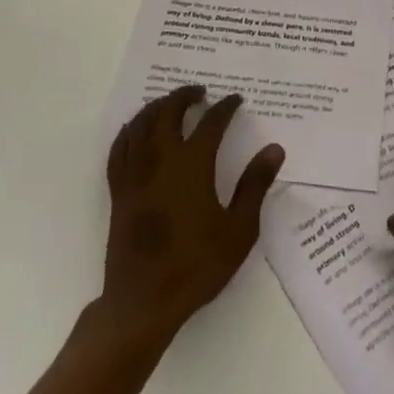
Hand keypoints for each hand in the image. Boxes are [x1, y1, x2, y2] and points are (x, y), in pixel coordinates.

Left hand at [99, 86, 284, 346]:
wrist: (144, 301)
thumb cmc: (197, 265)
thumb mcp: (239, 229)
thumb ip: (255, 185)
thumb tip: (274, 149)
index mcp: (192, 165)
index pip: (211, 122)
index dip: (225, 107)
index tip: (236, 100)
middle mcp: (160, 160)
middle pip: (168, 112)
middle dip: (184, 96)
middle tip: (200, 91)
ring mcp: (135, 174)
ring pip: (140, 124)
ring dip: (157, 107)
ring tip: (170, 103)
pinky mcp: (119, 190)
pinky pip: (119, 148)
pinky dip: (129, 131)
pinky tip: (136, 131)